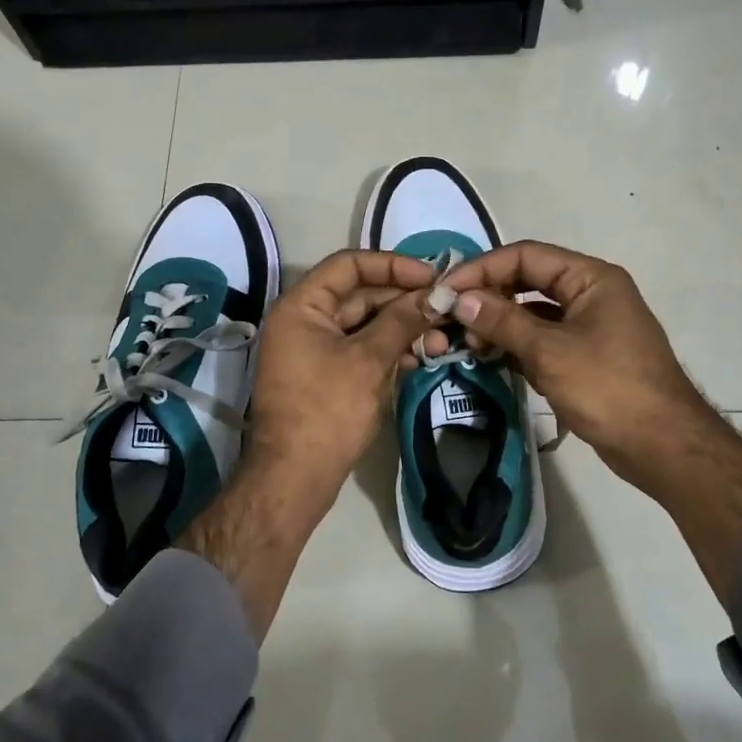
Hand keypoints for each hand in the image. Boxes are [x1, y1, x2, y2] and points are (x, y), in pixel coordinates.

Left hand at [244, 248, 441, 517]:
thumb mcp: (368, 361)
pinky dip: (391, 350)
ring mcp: (315, 349)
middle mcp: (305, 320)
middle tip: (446, 309)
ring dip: (403, 328)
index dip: (392, 265)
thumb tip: (435, 295)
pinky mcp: (328, 374)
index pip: (349, 265)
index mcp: (302, 306)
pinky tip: (423, 356)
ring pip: (366, 324)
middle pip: (361, 295)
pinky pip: (363, 349)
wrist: (295, 477)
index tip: (432, 276)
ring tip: (442, 340)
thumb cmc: (327, 410)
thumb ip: (402, 320)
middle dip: (405, 301)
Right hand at [435, 242, 709, 490]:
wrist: (662, 446)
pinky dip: (515, 345)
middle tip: (451, 319)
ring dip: (499, 323)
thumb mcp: (550, 351)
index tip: (445, 290)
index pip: (526, 256)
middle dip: (488, 297)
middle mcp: (590, 294)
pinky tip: (490, 358)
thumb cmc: (608, 388)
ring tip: (466, 343)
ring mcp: (589, 326)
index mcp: (590, 278)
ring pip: (533, 313)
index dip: (482, 269)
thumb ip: (503, 321)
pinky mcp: (585, 356)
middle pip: (528, 281)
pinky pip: (542, 339)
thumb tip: (461, 299)